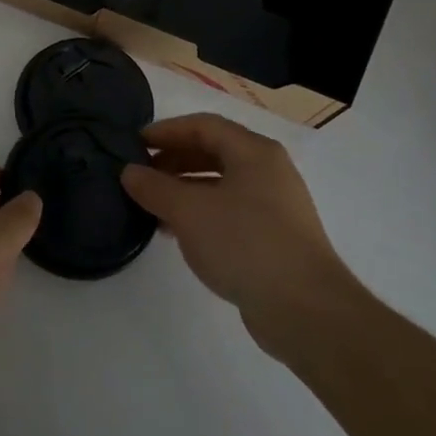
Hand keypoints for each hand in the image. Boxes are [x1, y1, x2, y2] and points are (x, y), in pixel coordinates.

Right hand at [121, 114, 351, 350]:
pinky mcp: (275, 238)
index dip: (166, 131)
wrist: (306, 310)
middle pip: (214, 151)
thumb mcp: (189, 211)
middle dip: (174, 159)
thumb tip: (129, 172)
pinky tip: (178, 233)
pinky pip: (230, 212)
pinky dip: (202, 213)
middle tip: (141, 173)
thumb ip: (155, 187)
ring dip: (185, 189)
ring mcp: (275, 206)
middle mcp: (268, 171)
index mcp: (254, 152)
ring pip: (221, 184)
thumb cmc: (245, 243)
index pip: (203, 125)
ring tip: (153, 204)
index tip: (135, 144)